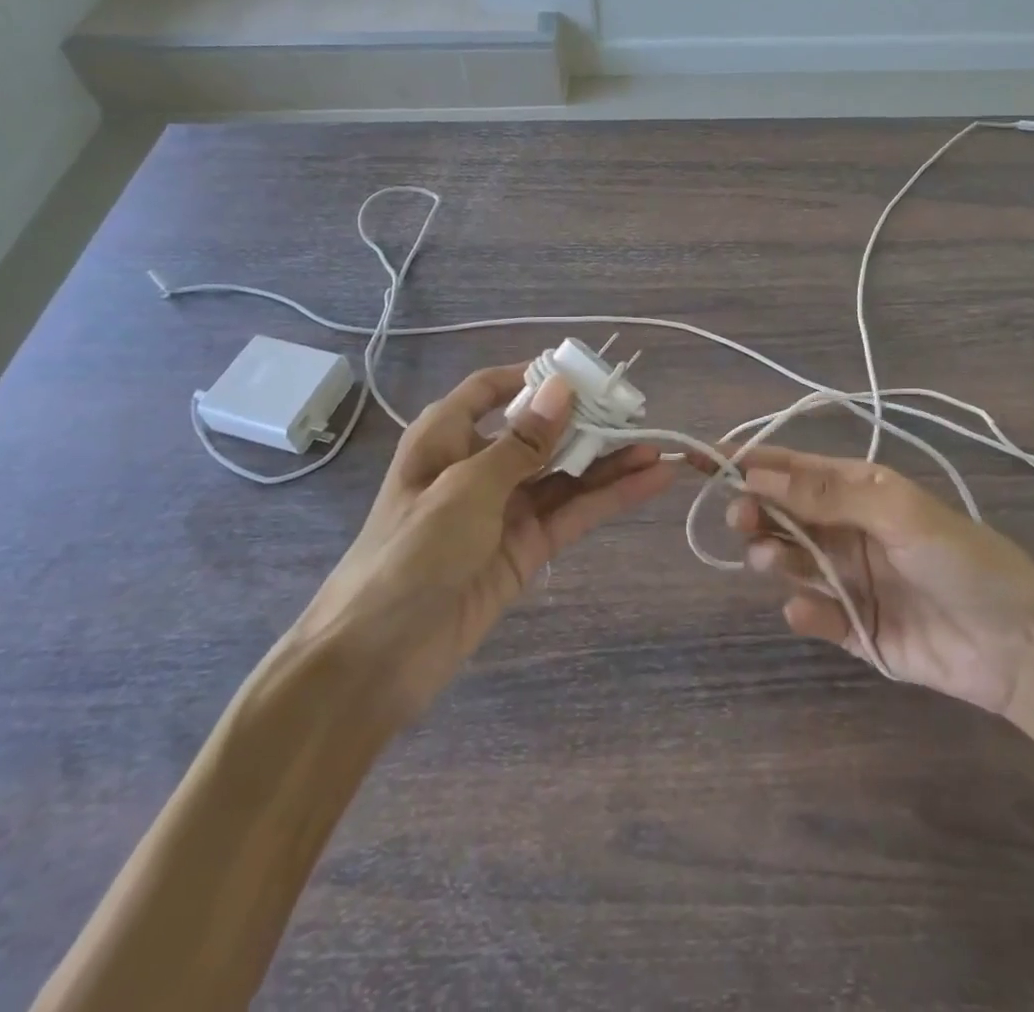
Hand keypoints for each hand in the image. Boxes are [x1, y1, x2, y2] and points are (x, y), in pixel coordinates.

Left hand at [301, 365, 673, 720]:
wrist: (375, 660)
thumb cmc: (409, 554)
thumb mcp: (465, 488)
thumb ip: (522, 442)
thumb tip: (562, 388)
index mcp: (447, 438)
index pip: (491, 390)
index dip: (533, 377)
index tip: (583, 372)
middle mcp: (478, 466)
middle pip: (541, 432)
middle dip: (588, 421)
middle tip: (639, 412)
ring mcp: (505, 509)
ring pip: (565, 474)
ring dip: (609, 461)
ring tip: (658, 446)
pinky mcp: (526, 548)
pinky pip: (572, 513)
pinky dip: (610, 498)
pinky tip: (649, 482)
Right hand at [729, 448, 1033, 714]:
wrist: (1020, 646)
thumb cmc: (962, 560)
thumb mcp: (898, 512)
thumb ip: (828, 495)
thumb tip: (758, 474)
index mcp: (859, 490)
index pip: (791, 469)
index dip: (747, 461)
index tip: (700, 458)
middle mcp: (847, 529)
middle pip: (781, 514)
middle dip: (755, 511)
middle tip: (742, 519)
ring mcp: (848, 579)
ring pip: (789, 560)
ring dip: (772, 555)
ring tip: (771, 560)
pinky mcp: (853, 627)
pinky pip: (813, 613)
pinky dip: (803, 610)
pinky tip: (808, 611)